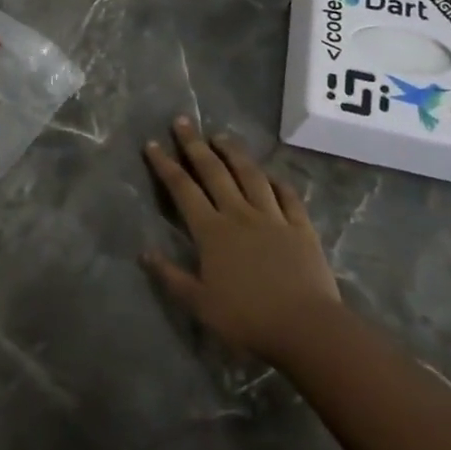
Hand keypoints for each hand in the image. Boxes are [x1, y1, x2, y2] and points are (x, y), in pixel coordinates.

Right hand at [141, 116, 339, 366]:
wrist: (306, 328)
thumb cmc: (248, 318)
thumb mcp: (200, 304)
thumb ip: (171, 277)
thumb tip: (144, 252)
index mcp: (212, 231)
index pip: (182, 189)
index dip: (165, 165)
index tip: (152, 144)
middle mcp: (239, 214)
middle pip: (214, 172)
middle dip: (195, 145)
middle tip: (182, 121)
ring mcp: (273, 217)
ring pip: (250, 175)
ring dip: (234, 153)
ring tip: (221, 136)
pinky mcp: (301, 227)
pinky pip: (288, 197)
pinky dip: (277, 182)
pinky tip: (271, 175)